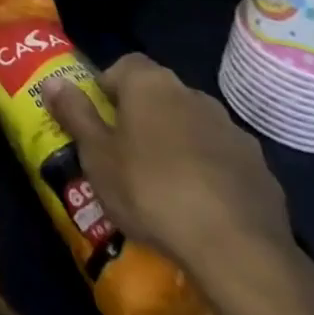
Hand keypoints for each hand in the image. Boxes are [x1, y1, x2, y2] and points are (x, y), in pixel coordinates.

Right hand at [43, 53, 292, 275]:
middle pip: (159, 95)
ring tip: (164, 186)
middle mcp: (192, 94)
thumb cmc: (151, 191)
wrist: (238, 249)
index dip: (109, 88)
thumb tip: (53, 81)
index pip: (124, 65)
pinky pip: (222, 159)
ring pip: (193, 126)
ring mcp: (231, 131)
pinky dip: (209, 172)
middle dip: (143, 117)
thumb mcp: (97, 156)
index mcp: (150, 84)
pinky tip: (201, 207)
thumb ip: (75, 114)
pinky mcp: (260, 169)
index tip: (101, 120)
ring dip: (178, 143)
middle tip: (126, 155)